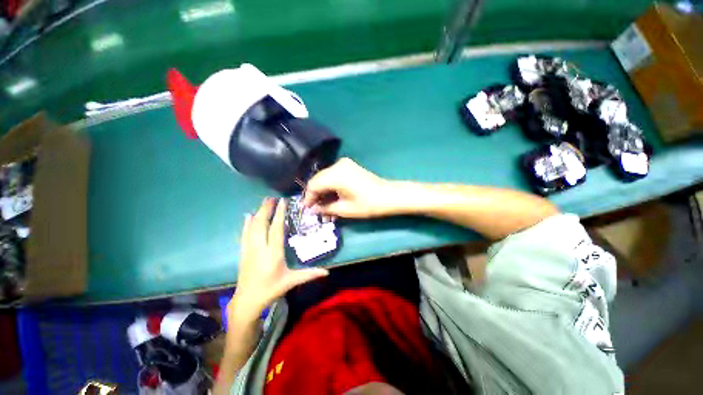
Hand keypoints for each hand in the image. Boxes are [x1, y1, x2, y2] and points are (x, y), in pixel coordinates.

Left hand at [229, 198, 328, 324]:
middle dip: (266, 210)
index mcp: (273, 254)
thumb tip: (327, 271)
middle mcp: (260, 248)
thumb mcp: (291, 281)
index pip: (276, 230)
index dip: (279, 215)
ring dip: (258, 213)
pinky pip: (244, 235)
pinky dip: (246, 224)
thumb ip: (309, 274)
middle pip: (262, 225)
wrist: (247, 301)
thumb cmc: (271, 290)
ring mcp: (249, 250)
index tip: (282, 202)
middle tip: (271, 198)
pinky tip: (247, 216)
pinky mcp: (243, 253)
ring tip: (264, 203)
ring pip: (252, 228)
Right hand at [303, 158, 397, 217]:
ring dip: (323, 192)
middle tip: (315, 210)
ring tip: (323, 207)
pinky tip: (331, 198)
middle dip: (315, 195)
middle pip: (318, 180)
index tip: (306, 209)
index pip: (314, 184)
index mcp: (336, 175)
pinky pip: (333, 176)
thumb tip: (313, 209)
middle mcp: (338, 165)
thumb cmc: (368, 204)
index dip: (308, 197)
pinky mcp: (349, 167)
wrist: (389, 195)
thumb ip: (326, 208)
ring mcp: (344, 164)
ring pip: (325, 178)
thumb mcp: (345, 209)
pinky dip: (330, 187)